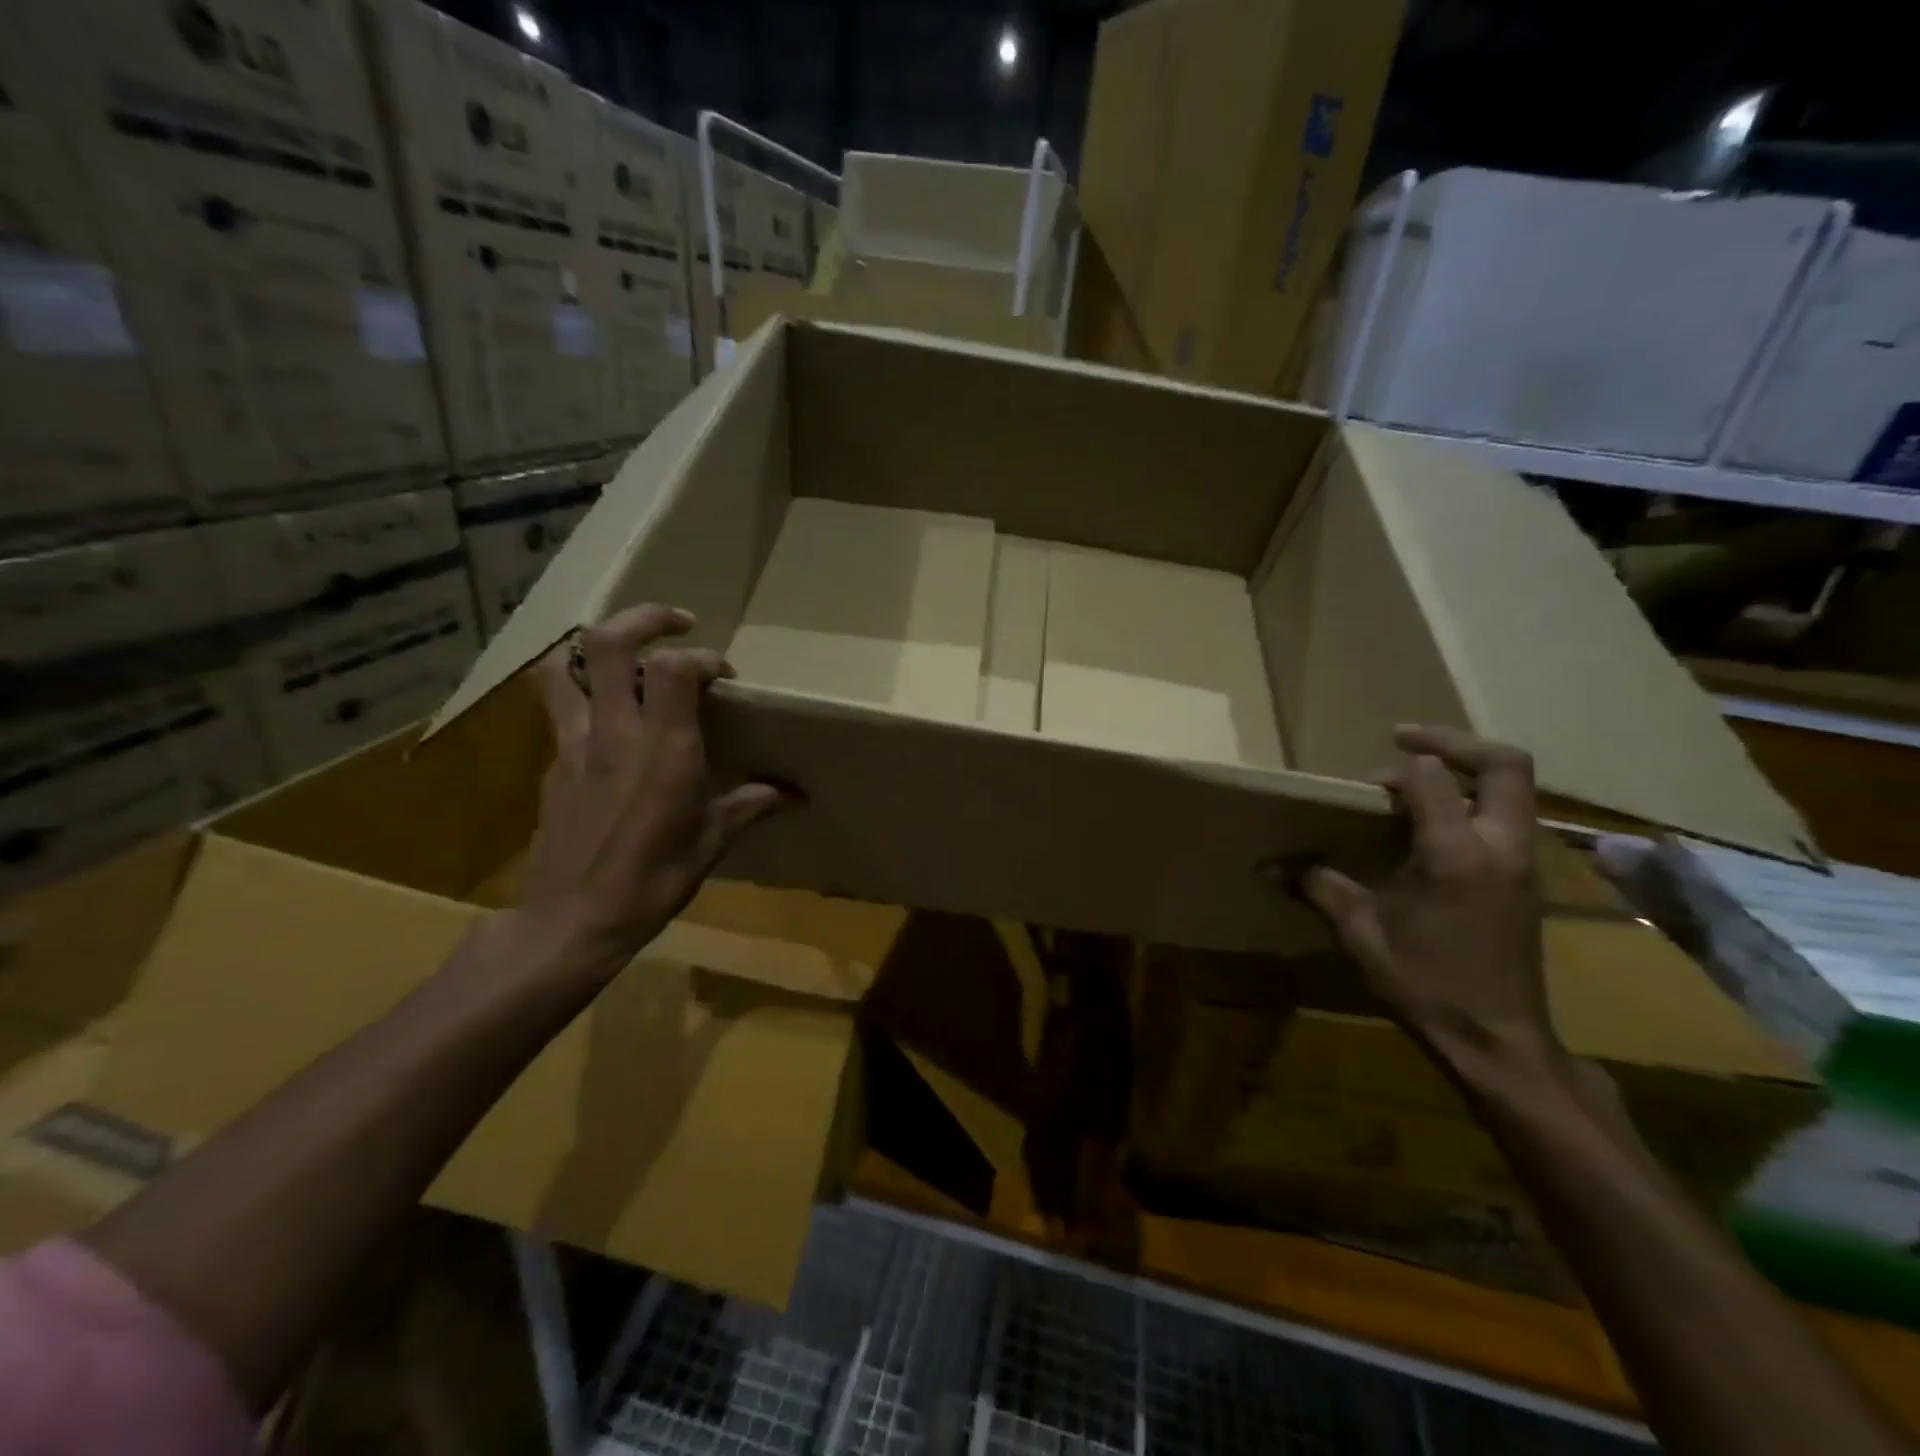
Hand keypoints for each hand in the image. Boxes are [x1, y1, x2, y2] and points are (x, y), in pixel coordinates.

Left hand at [518, 604, 787, 965]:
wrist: (572, 921)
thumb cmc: (652, 881)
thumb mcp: (712, 843)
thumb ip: (750, 805)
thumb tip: (793, 795)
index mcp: (663, 748)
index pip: (675, 667)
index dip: (705, 657)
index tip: (726, 677)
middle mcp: (614, 732)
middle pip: (605, 641)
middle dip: (643, 618)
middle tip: (675, 623)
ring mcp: (574, 744)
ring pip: (564, 666)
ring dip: (596, 648)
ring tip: (628, 659)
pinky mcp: (552, 764)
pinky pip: (561, 708)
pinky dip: (584, 694)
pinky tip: (609, 722)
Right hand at [1301, 725, 1556, 1069]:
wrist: (1499, 1041)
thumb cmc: (1427, 983)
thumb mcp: (1360, 932)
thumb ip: (1317, 887)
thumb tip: (1268, 867)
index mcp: (1456, 853)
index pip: (1432, 777)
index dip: (1396, 768)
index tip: (1361, 785)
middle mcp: (1500, 846)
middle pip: (1504, 764)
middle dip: (1453, 742)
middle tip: (1404, 739)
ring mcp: (1522, 863)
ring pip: (1513, 790)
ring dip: (1466, 771)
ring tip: (1415, 780)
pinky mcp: (1525, 881)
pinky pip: (1506, 818)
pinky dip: (1473, 802)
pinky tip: (1432, 827)